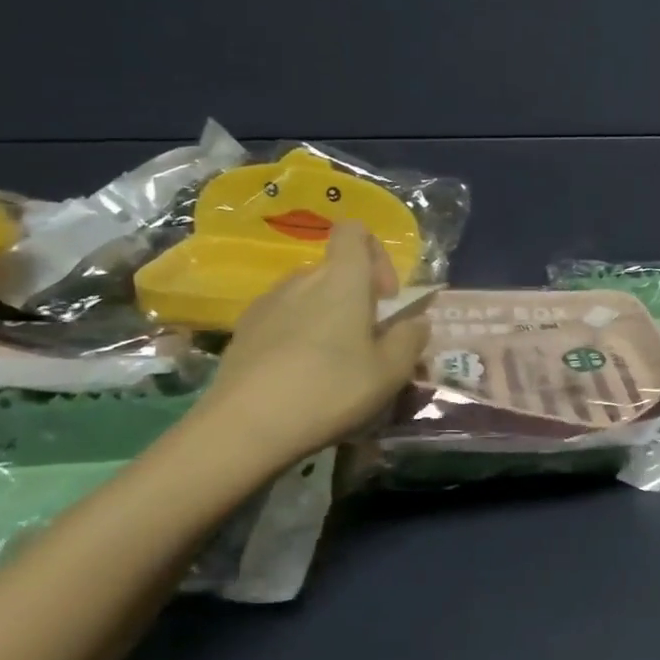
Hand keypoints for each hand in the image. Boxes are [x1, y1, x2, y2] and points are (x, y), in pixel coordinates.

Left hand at [200, 222, 430, 470]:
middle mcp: (302, 279)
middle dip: (358, 297)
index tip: (386, 297)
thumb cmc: (331, 389)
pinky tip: (301, 375)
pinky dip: (299, 335)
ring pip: (309, 296)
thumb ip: (411, 337)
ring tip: (335, 363)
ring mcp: (267, 303)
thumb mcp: (392, 370)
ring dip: (328, 317)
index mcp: (342, 279)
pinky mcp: (244, 331)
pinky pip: (283, 318)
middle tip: (369, 342)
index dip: (377, 253)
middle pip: (335, 269)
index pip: (354, 231)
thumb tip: (415, 320)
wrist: (245, 427)